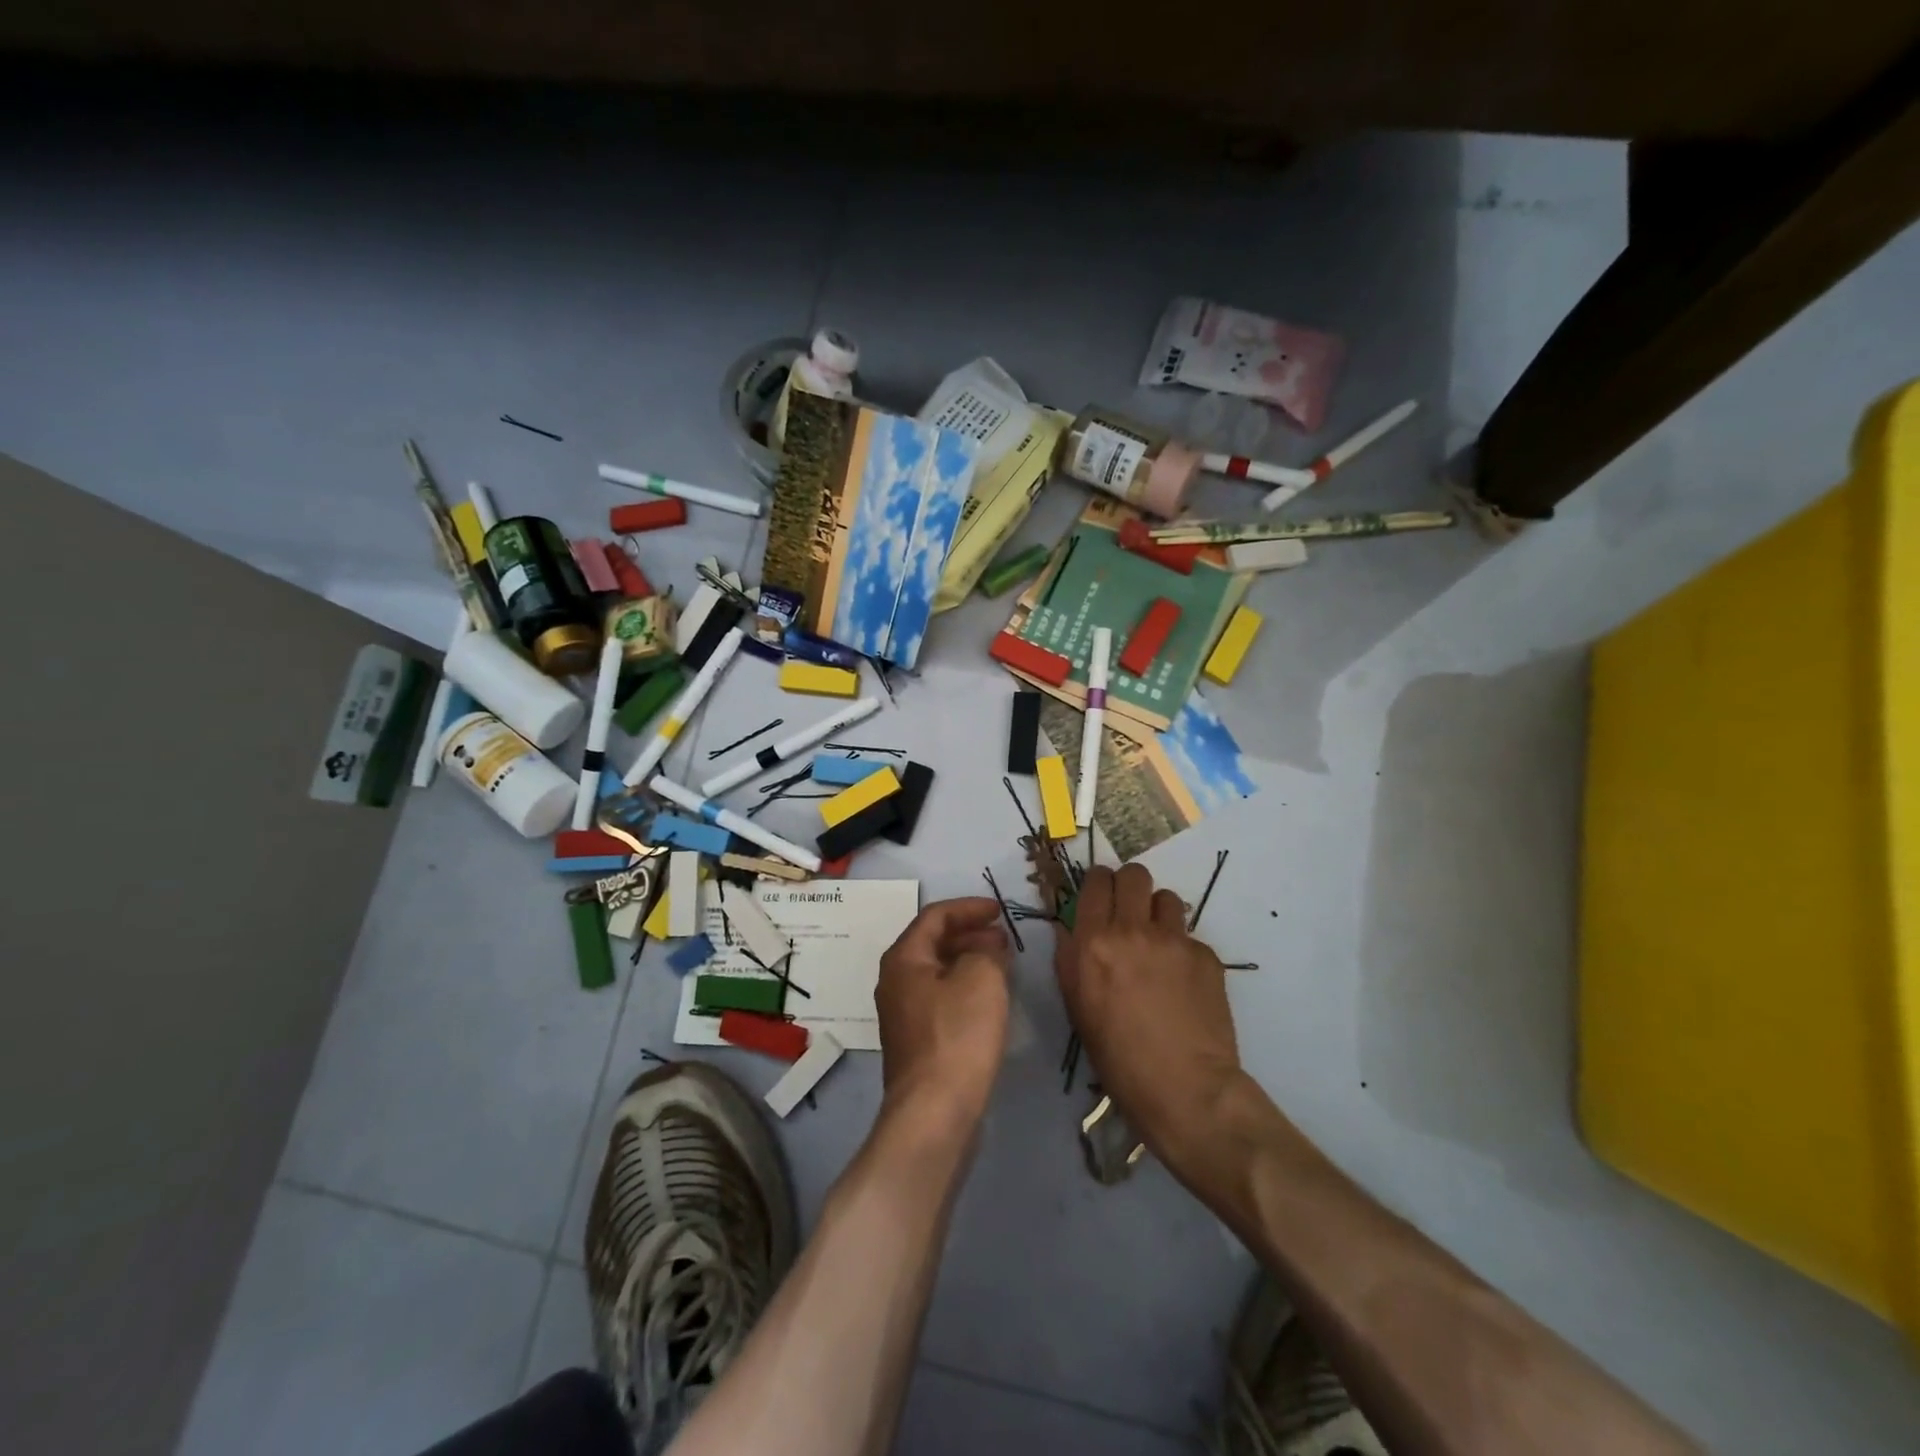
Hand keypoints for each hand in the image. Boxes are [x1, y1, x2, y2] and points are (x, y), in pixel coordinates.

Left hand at [876, 897, 1011, 1130]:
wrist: (934, 1112)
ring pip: (938, 972)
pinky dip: (964, 987)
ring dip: (969, 961)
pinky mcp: (917, 1041)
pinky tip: (989, 999)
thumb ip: (986, 951)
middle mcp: (895, 981)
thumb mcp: (981, 978)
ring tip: (1002, 964)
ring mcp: (903, 1014)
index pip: (935, 916)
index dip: (969, 908)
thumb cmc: (957, 1035)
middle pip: (933, 943)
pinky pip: (941, 998)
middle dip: (970, 934)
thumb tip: (986, 948)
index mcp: (903, 959)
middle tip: (1003, 937)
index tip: (999, 910)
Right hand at [1055, 864, 1243, 1178]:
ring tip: (1158, 944)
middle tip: (1129, 910)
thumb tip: (1068, 928)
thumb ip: (1070, 958)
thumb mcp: (1077, 1007)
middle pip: (1134, 874)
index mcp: (1093, 942)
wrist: (1184, 1089)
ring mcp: (1175, 940)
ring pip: (1166, 898)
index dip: (1098, 883)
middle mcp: (1133, 930)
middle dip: (1129, 885)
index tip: (1100, 895)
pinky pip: (1190, 937)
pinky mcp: (1207, 956)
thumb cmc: (1117, 1057)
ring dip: (1158, 913)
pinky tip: (1182, 982)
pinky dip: (1183, 950)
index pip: (1096, 881)